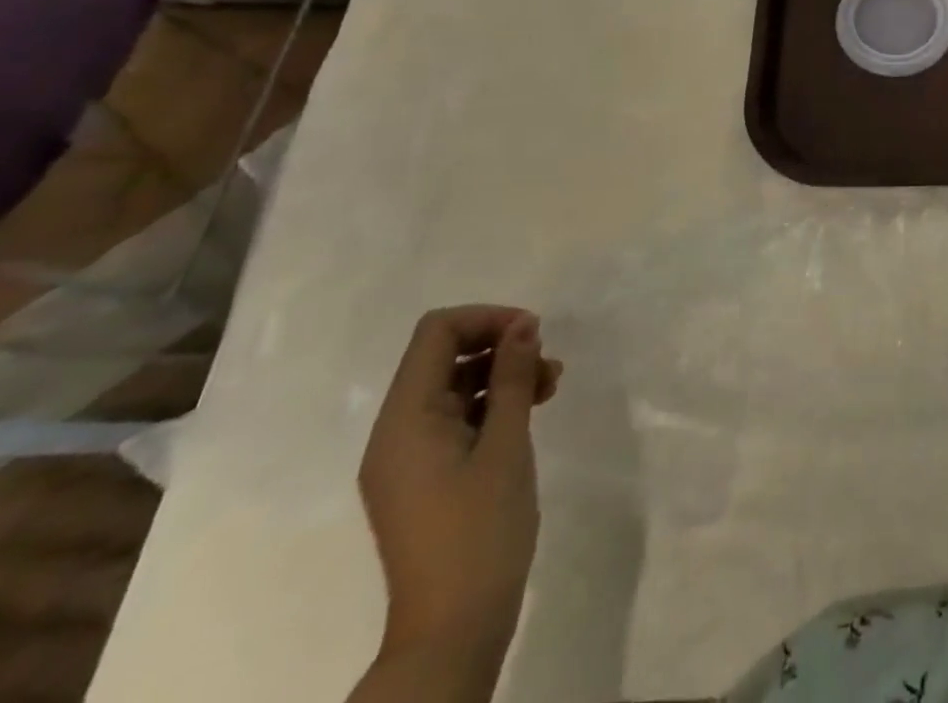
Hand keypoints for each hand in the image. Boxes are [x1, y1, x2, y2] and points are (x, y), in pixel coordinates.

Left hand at [358, 306, 561, 671]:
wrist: (454, 629)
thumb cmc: (482, 529)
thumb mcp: (507, 443)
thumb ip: (513, 376)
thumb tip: (523, 325)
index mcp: (405, 419)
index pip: (436, 333)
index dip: (486, 319)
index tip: (533, 333)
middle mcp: (396, 432)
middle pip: (443, 356)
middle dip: (498, 345)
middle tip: (546, 359)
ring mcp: (407, 458)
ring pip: (455, 386)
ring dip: (502, 374)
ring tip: (551, 384)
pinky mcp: (424, 478)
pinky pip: (456, 418)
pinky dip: (493, 404)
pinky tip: (532, 410)